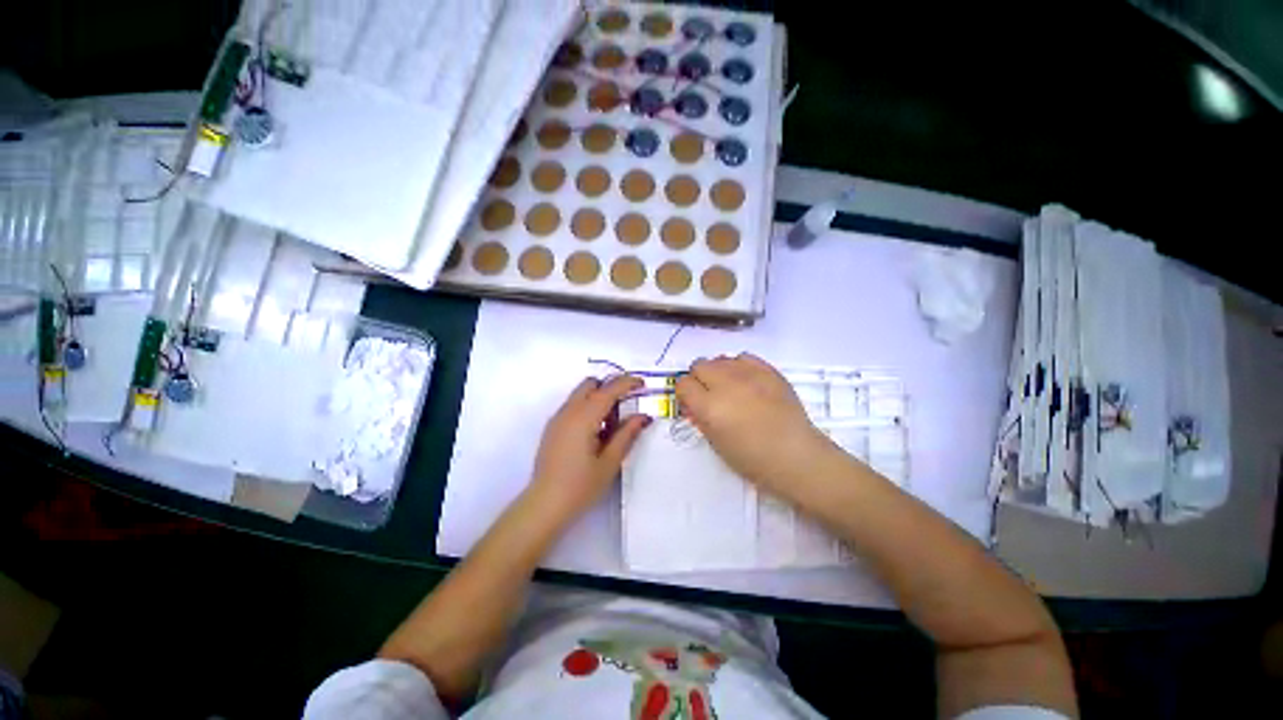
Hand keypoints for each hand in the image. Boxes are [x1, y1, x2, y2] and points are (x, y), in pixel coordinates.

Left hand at [526, 375, 651, 520]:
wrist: (544, 505)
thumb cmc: (580, 486)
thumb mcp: (610, 462)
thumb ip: (627, 434)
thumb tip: (643, 416)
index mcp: (584, 418)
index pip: (608, 390)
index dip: (627, 383)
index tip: (642, 383)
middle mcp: (568, 412)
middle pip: (590, 384)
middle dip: (610, 388)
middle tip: (625, 407)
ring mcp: (558, 419)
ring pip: (581, 395)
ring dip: (598, 399)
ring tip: (611, 426)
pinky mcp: (553, 428)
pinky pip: (573, 406)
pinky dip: (588, 408)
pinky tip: (595, 434)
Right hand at [676, 354, 839, 500]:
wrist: (795, 455)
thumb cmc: (752, 459)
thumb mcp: (716, 443)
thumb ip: (700, 418)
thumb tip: (693, 402)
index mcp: (709, 407)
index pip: (683, 384)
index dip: (685, 393)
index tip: (692, 402)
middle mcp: (725, 384)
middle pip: (699, 365)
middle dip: (699, 379)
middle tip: (711, 395)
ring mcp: (749, 374)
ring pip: (720, 359)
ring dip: (719, 372)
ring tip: (731, 388)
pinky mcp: (768, 370)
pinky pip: (743, 357)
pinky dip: (739, 367)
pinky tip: (747, 382)